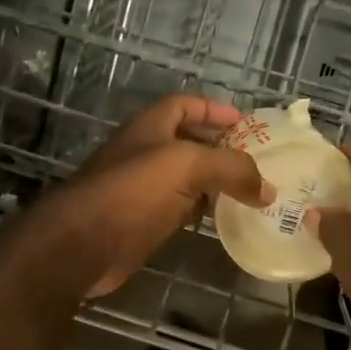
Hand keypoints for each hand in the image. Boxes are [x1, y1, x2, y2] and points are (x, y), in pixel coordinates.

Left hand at [33, 95, 270, 298]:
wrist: (82, 245)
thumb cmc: (131, 193)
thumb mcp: (186, 166)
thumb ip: (231, 170)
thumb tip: (267, 190)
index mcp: (150, 128)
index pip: (184, 105)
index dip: (214, 108)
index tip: (246, 122)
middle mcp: (145, 154)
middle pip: (188, 142)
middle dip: (221, 147)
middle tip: (256, 161)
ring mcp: (142, 190)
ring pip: (186, 179)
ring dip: (214, 182)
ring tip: (250, 191)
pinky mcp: (143, 223)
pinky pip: (180, 209)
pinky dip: (202, 211)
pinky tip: (222, 219)